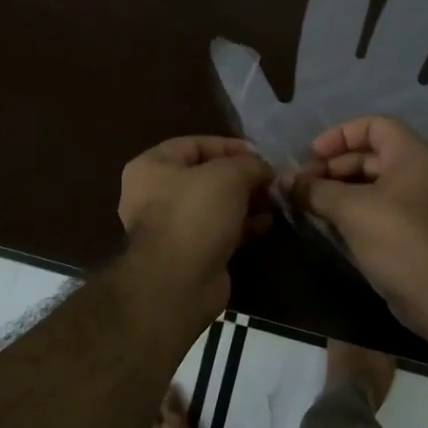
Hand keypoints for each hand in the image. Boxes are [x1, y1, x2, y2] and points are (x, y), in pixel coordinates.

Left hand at [119, 136, 274, 317]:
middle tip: (271, 179)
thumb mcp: (228, 176)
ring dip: (246, 201)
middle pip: (206, 176)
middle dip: (242, 176)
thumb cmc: (195, 214)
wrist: (179, 282)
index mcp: (152, 167)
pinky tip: (268, 223)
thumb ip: (249, 164)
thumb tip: (265, 168)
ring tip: (275, 200)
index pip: (194, 144)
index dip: (229, 146)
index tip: (261, 154)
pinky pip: (219, 230)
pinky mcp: (190, 252)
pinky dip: (242, 225)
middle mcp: (155, 194)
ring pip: (214, 205)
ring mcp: (172, 226)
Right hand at [288, 116, 427, 335]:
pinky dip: (350, 208)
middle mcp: (417, 172)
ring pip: (370, 183)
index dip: (340, 135)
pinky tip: (323, 220)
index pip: (373, 125)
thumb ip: (314, 190)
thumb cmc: (396, 238)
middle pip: (369, 154)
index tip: (312, 155)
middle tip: (301, 184)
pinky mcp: (409, 229)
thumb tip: (282, 180)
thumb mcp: (350, 208)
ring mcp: (415, 202)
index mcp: (411, 155)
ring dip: (336, 189)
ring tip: (306, 202)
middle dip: (332, 165)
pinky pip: (375, 206)